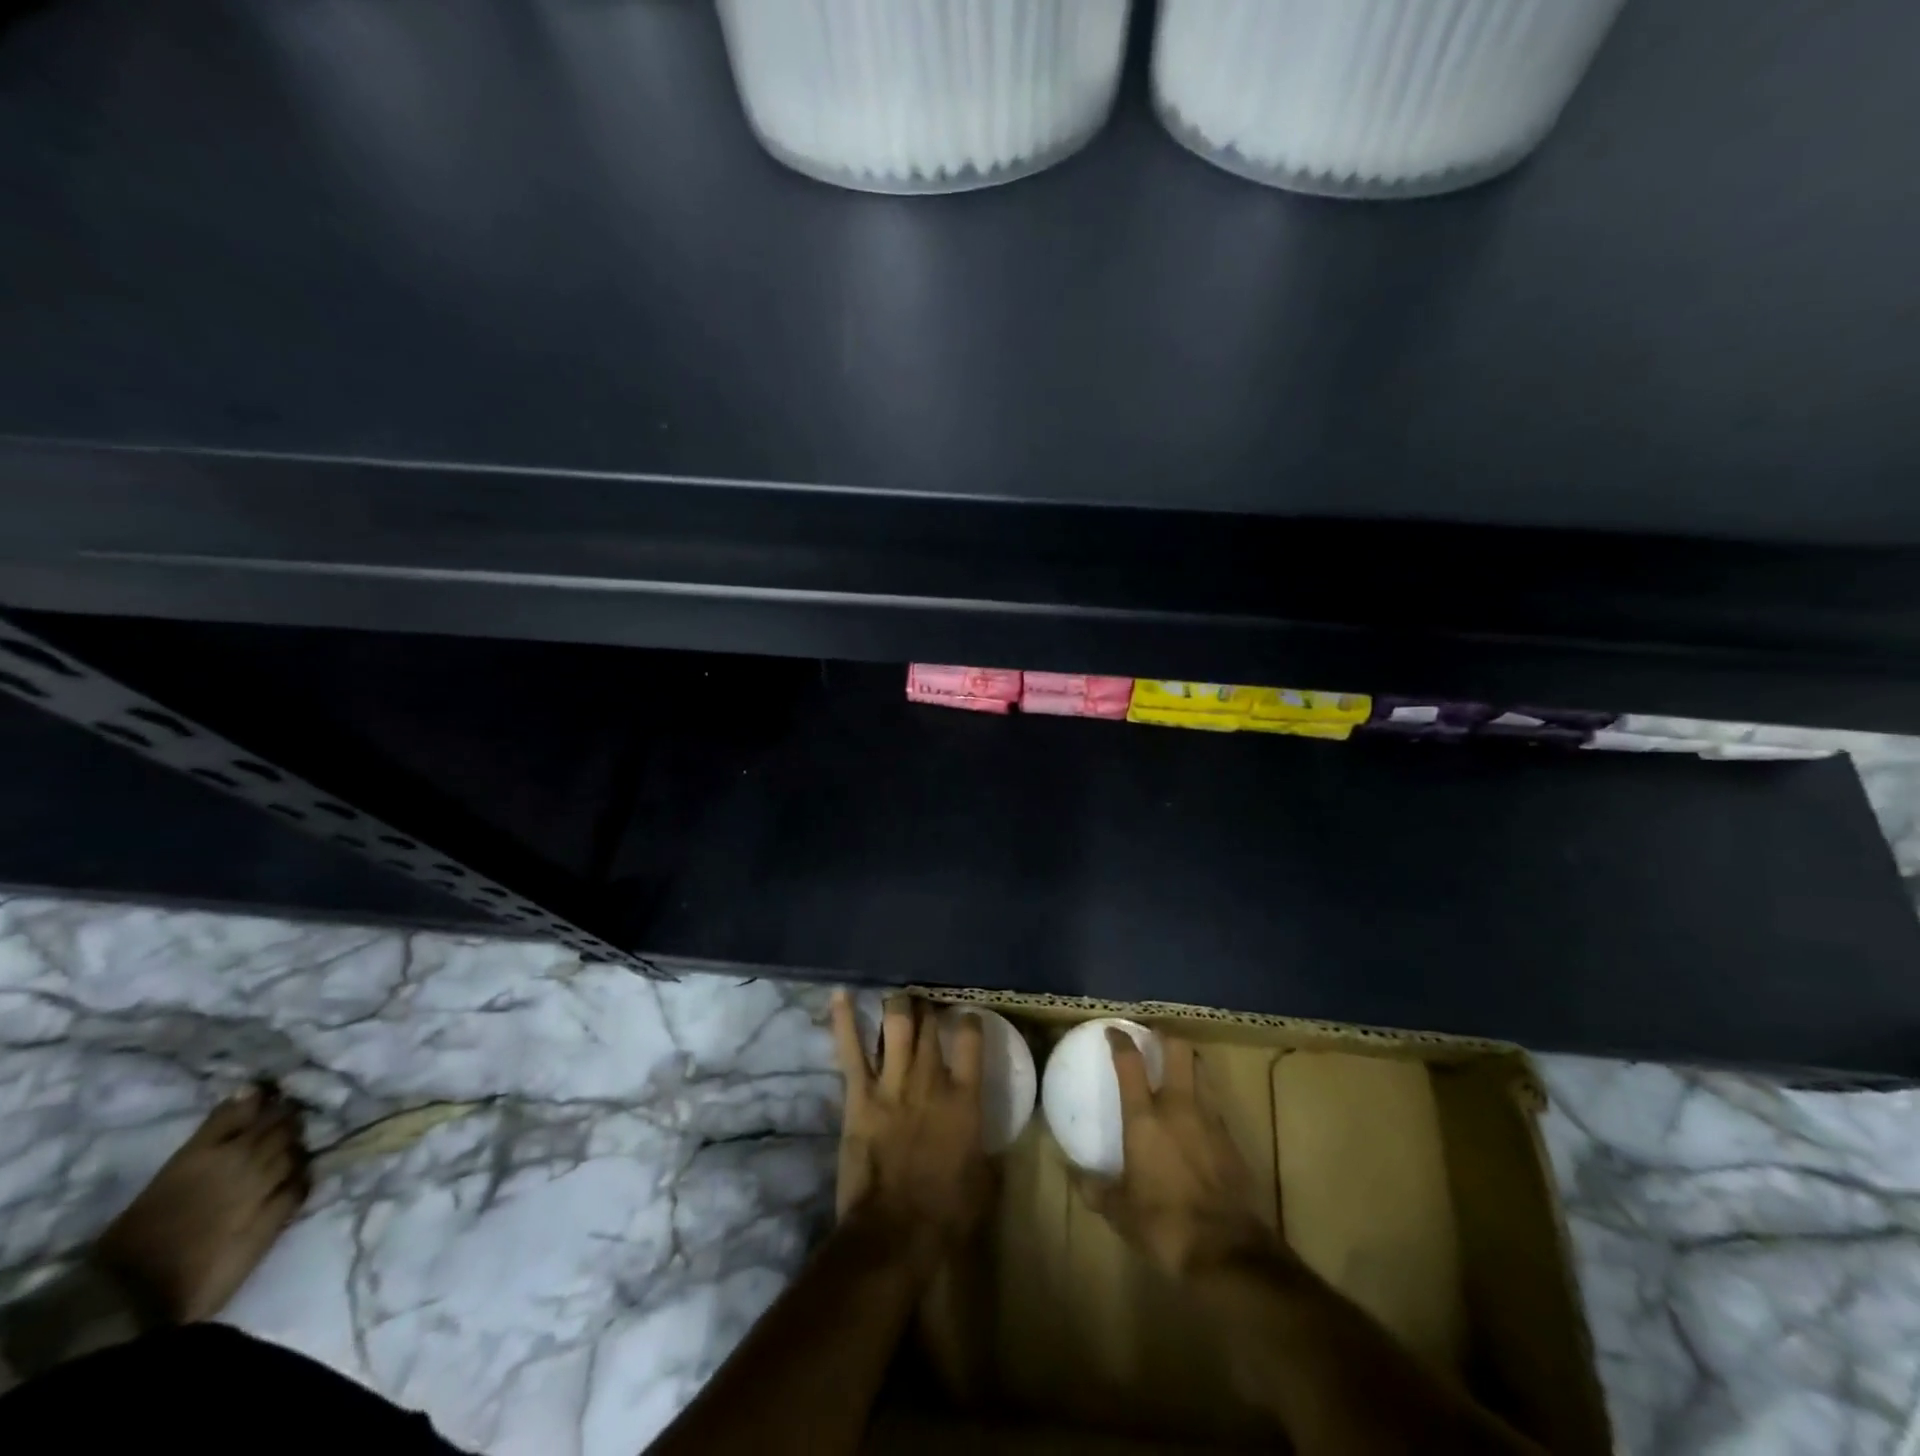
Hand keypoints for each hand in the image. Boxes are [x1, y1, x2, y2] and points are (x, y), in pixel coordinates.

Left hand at [831, 992, 992, 1254]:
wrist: (896, 1231)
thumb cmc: (946, 1213)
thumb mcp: (983, 1181)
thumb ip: (985, 1150)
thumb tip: (986, 1143)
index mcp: (965, 1098)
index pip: (972, 1040)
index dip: (969, 1021)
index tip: (966, 1015)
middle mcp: (931, 1079)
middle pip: (930, 1026)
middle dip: (928, 1008)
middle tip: (925, 1001)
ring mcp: (893, 1083)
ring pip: (896, 1024)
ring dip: (898, 1005)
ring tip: (898, 995)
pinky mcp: (860, 1094)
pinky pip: (851, 1049)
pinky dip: (844, 1020)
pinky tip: (840, 994)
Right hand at [1078, 1030, 1278, 1278]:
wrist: (1227, 1250)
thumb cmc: (1164, 1224)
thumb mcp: (1120, 1211)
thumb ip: (1095, 1189)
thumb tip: (1072, 1176)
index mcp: (1145, 1117)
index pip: (1130, 1063)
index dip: (1121, 1041)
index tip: (1114, 1030)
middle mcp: (1178, 1107)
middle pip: (1177, 1050)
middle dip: (1166, 1037)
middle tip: (1154, 1038)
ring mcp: (1210, 1120)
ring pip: (1201, 1071)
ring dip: (1189, 1062)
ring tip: (1177, 1068)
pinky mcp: (1231, 1139)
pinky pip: (1214, 1103)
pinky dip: (1203, 1098)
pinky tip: (1195, 1115)